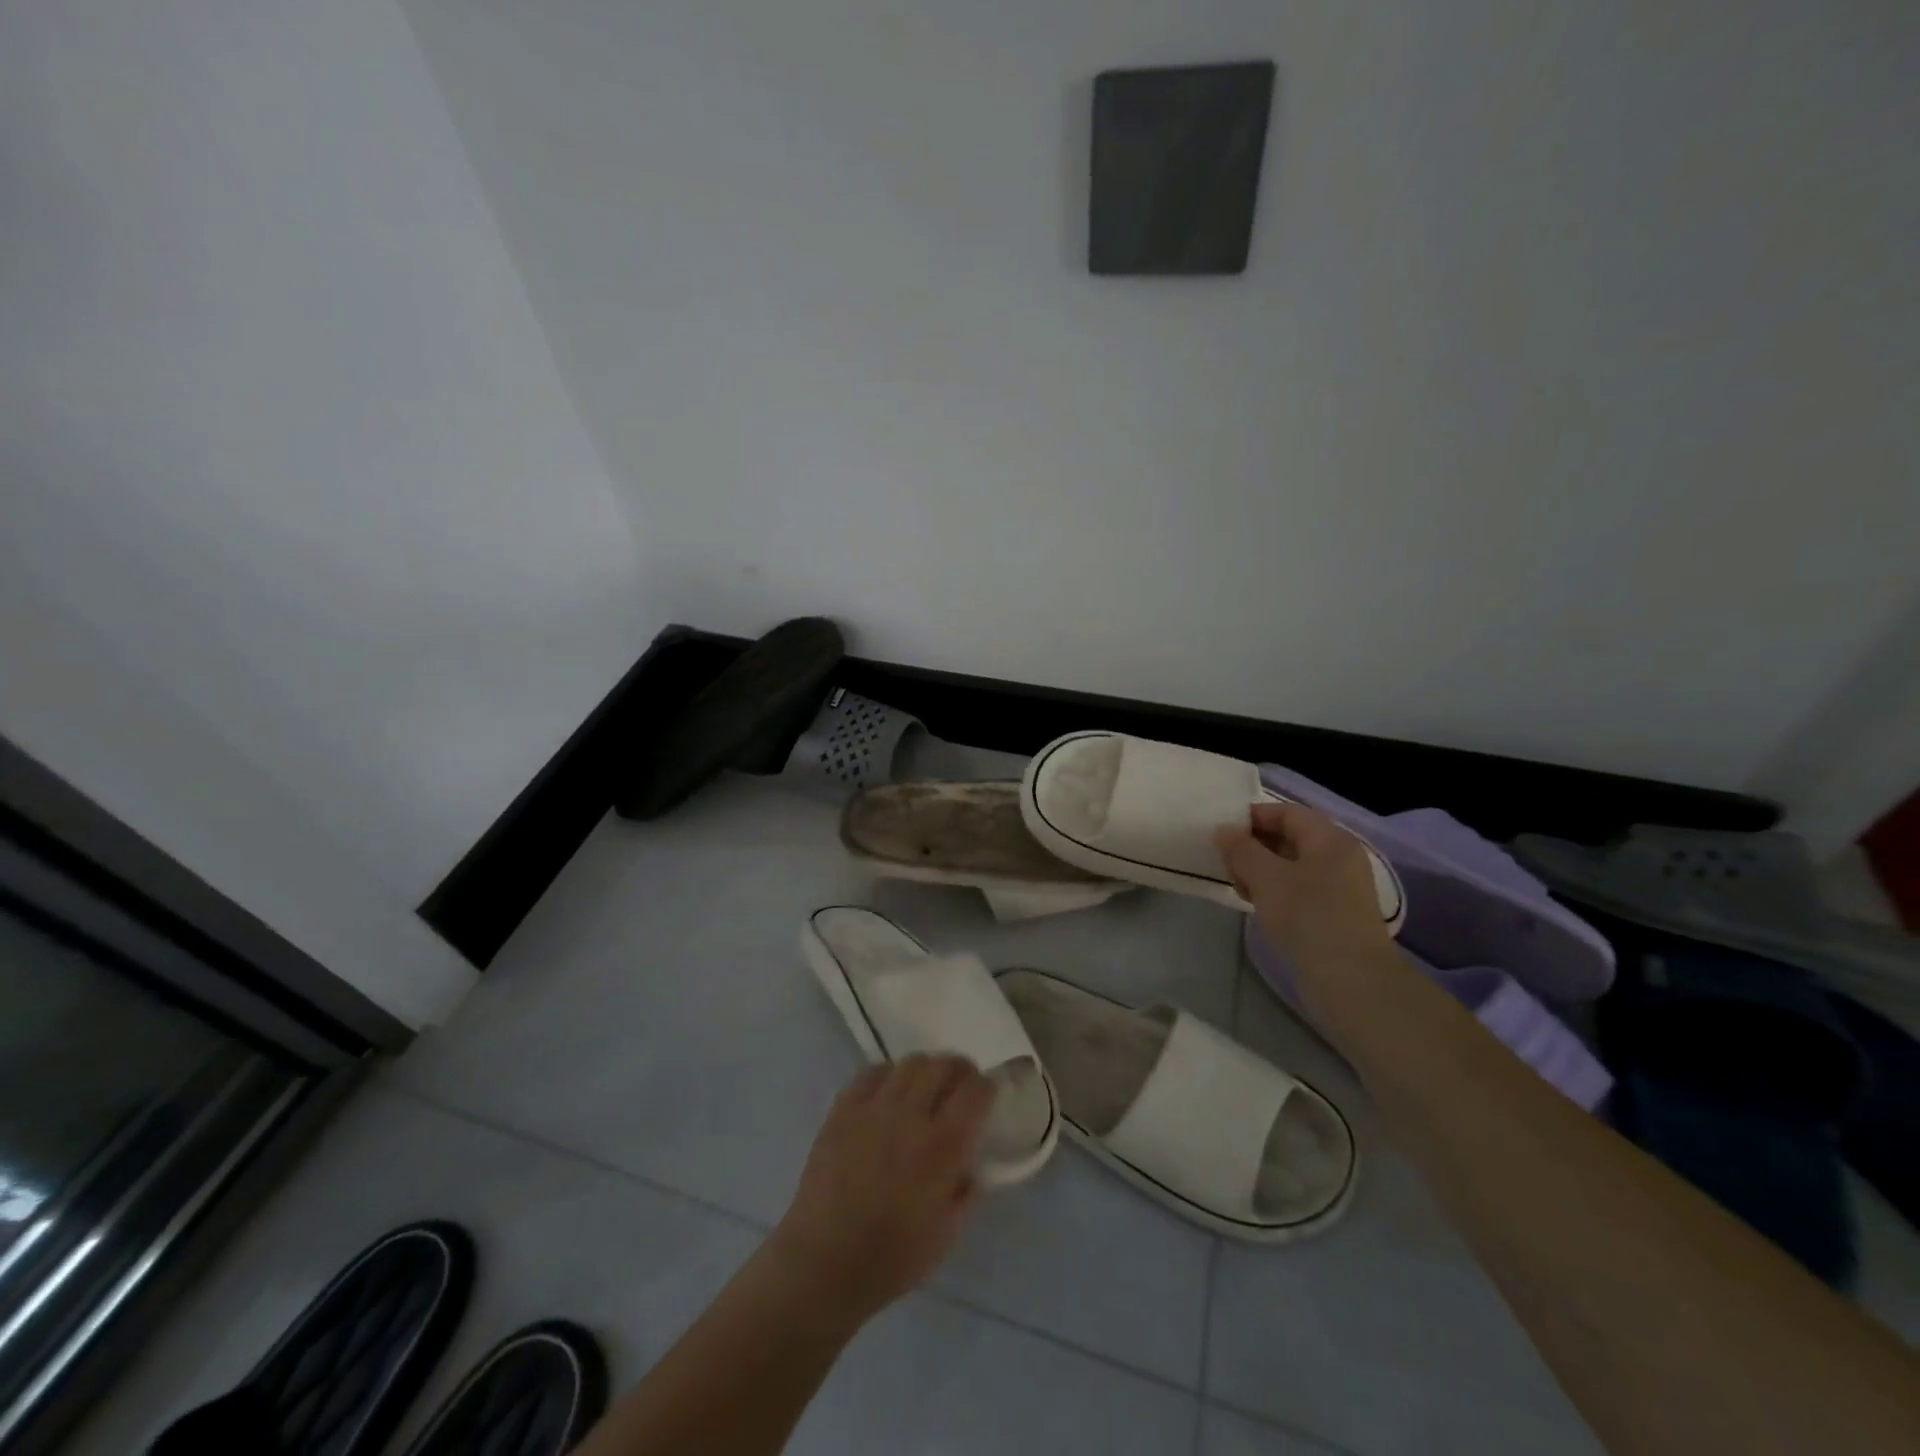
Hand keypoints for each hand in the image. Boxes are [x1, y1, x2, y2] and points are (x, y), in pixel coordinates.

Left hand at [769, 1056, 993, 1325]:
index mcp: (943, 1147)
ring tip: (925, 1088)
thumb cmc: (891, 1259)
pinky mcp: (844, 1108)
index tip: (989, 1094)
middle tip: (961, 1086)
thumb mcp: (947, 1233)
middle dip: (960, 1070)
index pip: (976, 1091)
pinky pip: (872, 1072)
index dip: (988, 1086)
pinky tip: (888, 1095)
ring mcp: (874, 1107)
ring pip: (910, 1063)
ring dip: (926, 1070)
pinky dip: (888, 1076)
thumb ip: (965, 1189)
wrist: (823, 1263)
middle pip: (943, 1065)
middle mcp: (911, 1115)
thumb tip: (969, 1162)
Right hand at [1215, 802, 1392, 970]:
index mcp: (1329, 838)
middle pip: (1290, 837)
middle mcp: (1339, 856)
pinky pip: (1299, 888)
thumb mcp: (1265, 877)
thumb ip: (1241, 849)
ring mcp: (1340, 887)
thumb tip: (1224, 830)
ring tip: (1237, 886)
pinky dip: (1275, 890)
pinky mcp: (1334, 913)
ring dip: (1261, 870)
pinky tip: (1256, 904)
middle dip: (1254, 845)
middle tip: (1224, 862)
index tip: (1221, 832)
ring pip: (1291, 865)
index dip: (1252, 816)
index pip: (1286, 812)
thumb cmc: (1307, 917)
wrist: (1351, 980)